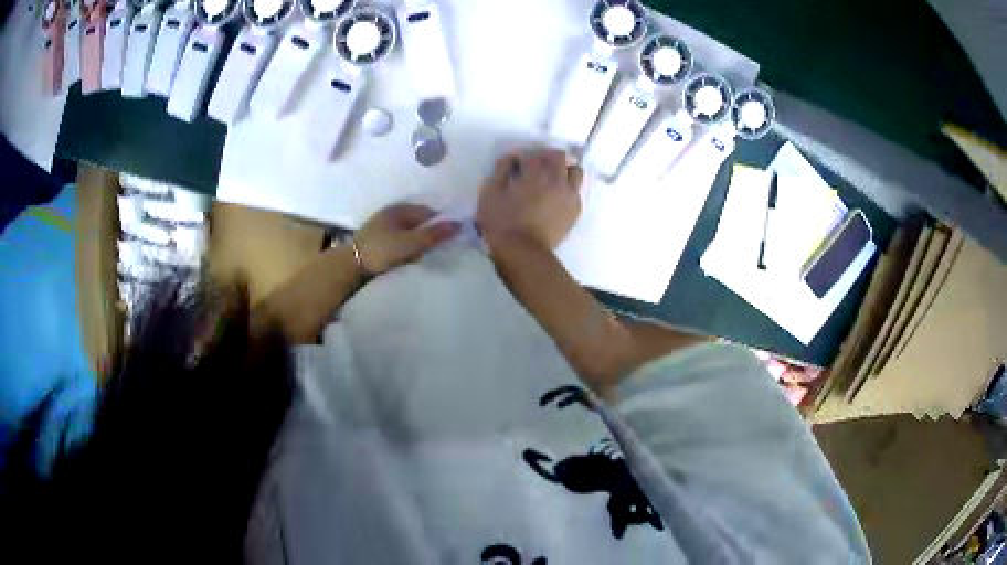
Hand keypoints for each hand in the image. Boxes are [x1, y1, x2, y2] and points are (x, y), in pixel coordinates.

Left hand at [354, 204, 459, 274]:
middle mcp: (391, 214)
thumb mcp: (410, 243)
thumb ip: (433, 234)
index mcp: (399, 209)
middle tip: (437, 250)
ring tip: (422, 257)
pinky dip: (406, 248)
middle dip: (428, 234)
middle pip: (418, 222)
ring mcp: (382, 227)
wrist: (350, 265)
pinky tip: (408, 259)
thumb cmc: (381, 250)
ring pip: (408, 233)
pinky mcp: (377, 241)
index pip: (428, 212)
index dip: (440, 224)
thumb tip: (458, 224)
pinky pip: (399, 241)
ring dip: (417, 243)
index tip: (449, 239)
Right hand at [476, 148, 583, 251]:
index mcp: (534, 173)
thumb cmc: (502, 223)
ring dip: (564, 170)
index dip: (521, 157)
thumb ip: (500, 171)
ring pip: (575, 171)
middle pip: (558, 156)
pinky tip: (557, 197)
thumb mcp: (490, 194)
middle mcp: (556, 179)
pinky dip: (568, 188)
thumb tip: (510, 158)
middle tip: (536, 166)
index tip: (514, 165)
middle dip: (546, 157)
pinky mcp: (575, 210)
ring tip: (553, 178)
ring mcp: (569, 195)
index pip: (532, 154)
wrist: (524, 252)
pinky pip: (576, 191)